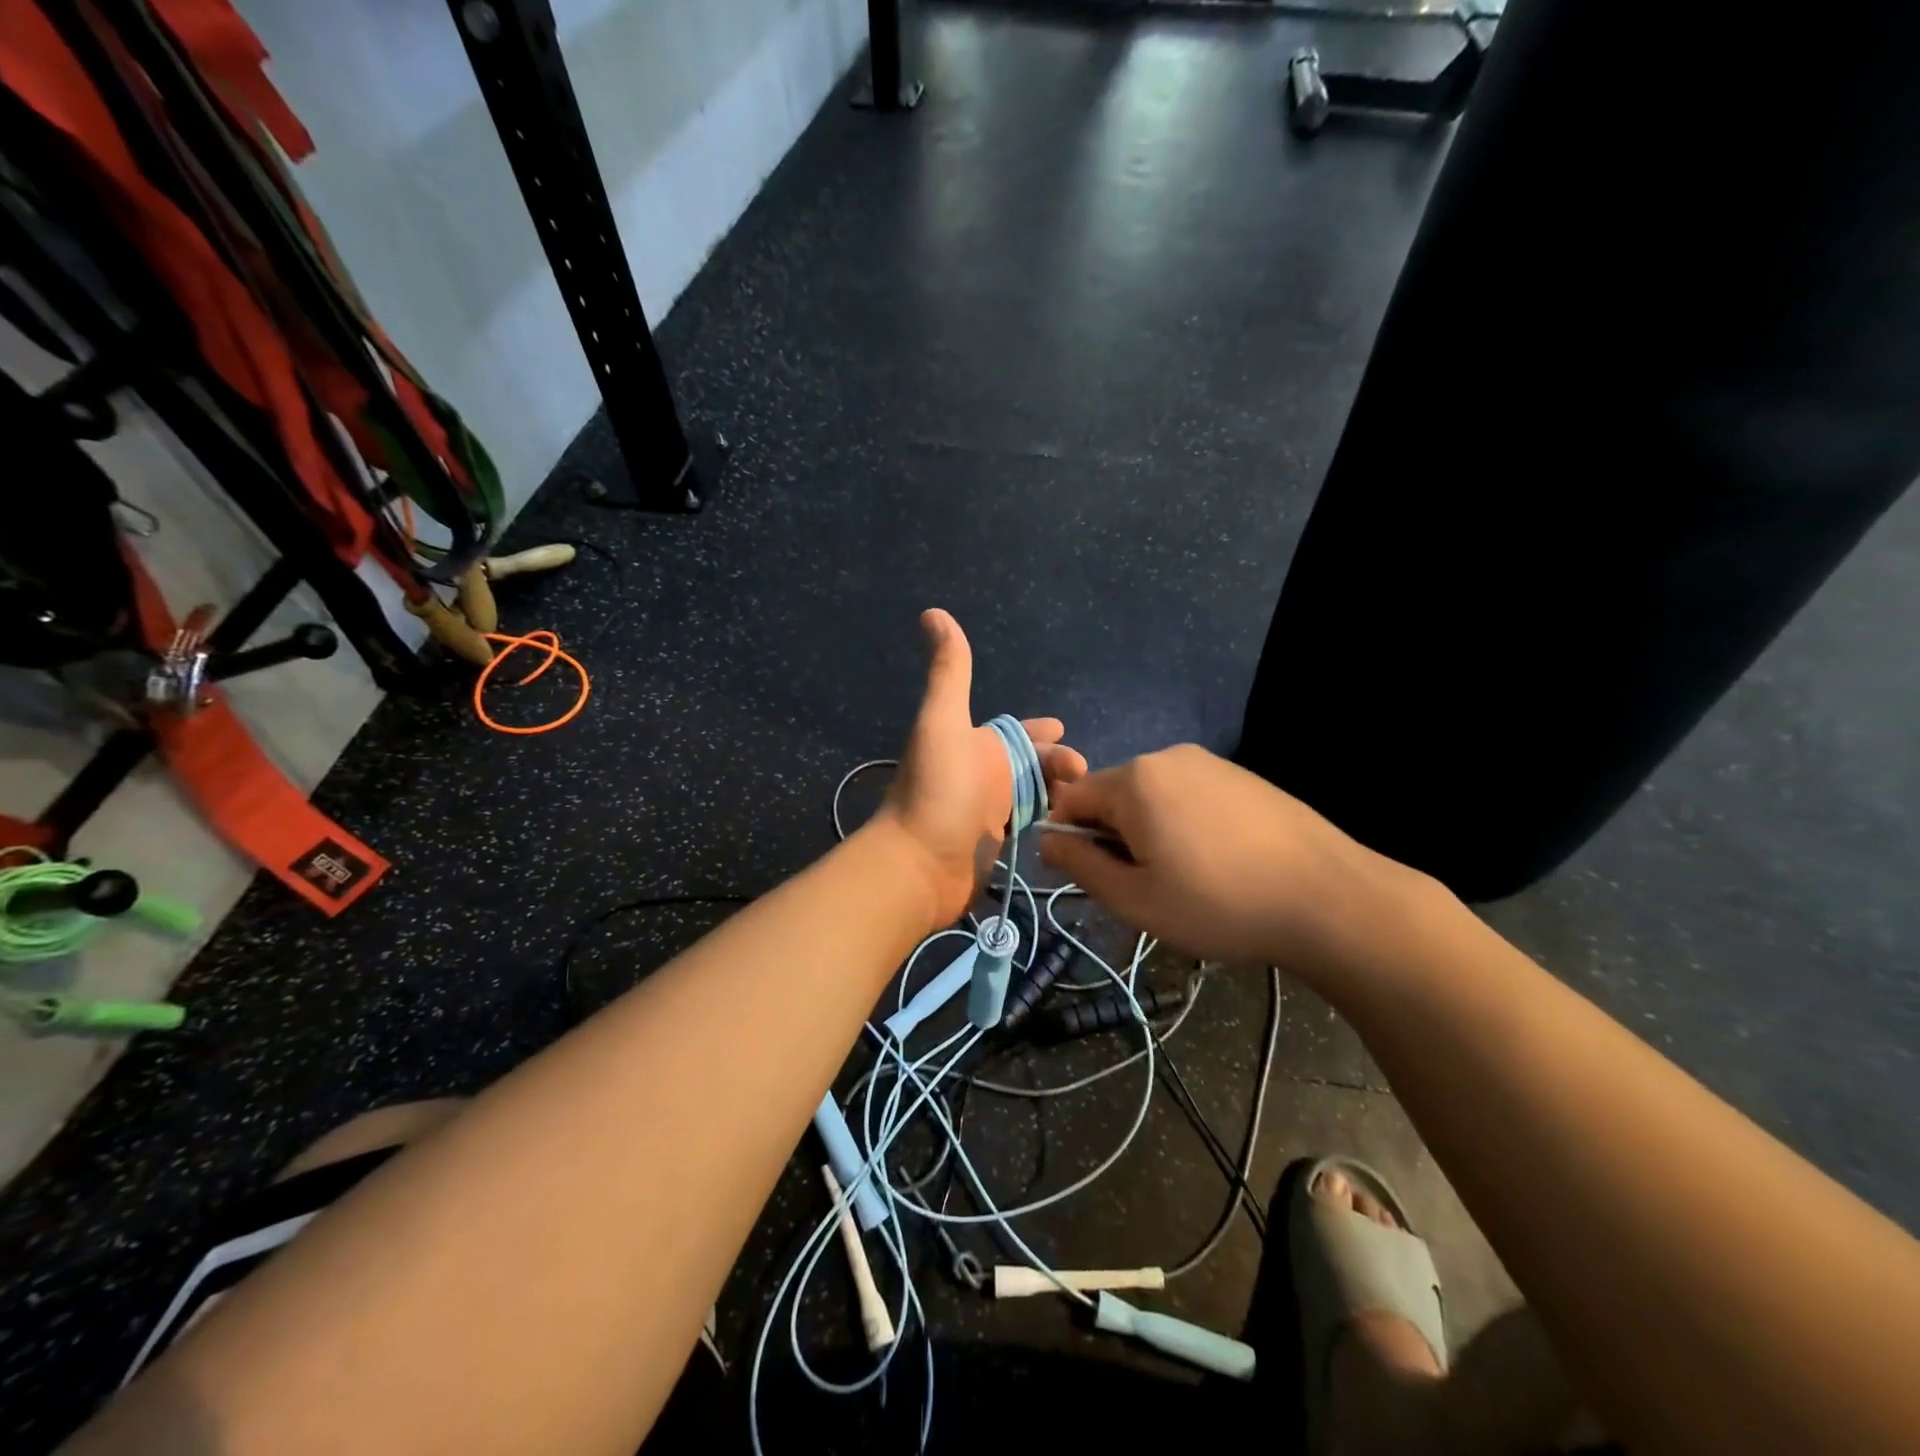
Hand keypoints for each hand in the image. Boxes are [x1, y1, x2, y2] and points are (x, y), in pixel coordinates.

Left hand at [873, 610, 1087, 925]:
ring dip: (1058, 793)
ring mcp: (987, 813)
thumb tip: (933, 612)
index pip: (1014, 732)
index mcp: (974, 744)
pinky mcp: (993, 846)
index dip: (1039, 732)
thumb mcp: (943, 721)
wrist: (919, 862)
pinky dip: (1048, 821)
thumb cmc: (938, 789)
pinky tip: (1071, 825)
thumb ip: (948, 670)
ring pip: (1032, 795)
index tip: (1064, 731)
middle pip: (1030, 765)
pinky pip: (1028, 826)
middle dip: (1058, 764)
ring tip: (1087, 802)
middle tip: (1086, 775)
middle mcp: (981, 775)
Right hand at [1037, 744, 1432, 977]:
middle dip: (1113, 835)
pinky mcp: (1241, 775)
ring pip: (1152, 795)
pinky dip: (1184, 822)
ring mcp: (1209, 762)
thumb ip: (1081, 867)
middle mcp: (1167, 757)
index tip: (1093, 878)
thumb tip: (1047, 841)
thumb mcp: (1136, 900)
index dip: (1069, 839)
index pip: (1071, 798)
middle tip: (1143, 885)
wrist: (1329, 899)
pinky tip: (1217, 860)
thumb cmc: (1219, 904)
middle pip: (1113, 794)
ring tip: (1184, 877)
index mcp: (1134, 781)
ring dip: (1149, 830)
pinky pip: (1189, 794)